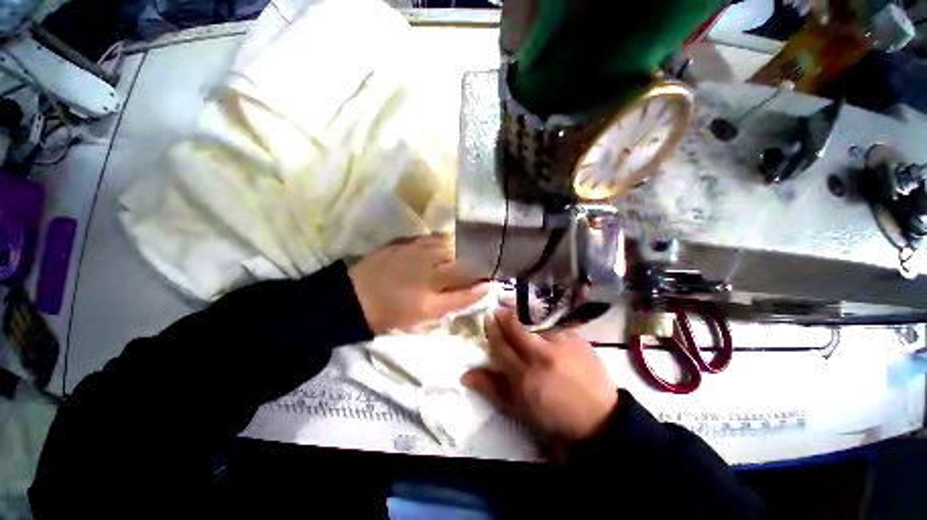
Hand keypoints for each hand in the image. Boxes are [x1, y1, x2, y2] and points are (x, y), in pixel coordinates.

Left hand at [348, 234, 488, 333]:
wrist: (352, 297)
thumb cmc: (385, 316)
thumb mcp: (416, 322)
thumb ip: (444, 308)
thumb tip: (465, 293)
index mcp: (428, 304)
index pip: (465, 295)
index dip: (481, 289)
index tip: (491, 283)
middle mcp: (426, 278)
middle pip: (462, 267)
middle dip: (479, 264)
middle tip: (487, 262)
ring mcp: (416, 257)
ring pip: (451, 248)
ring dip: (465, 249)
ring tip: (473, 249)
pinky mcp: (406, 244)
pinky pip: (434, 238)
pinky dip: (447, 240)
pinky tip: (451, 241)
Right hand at [462, 308, 617, 441]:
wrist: (598, 418)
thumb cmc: (553, 415)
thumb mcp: (519, 407)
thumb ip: (491, 388)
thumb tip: (465, 375)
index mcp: (524, 376)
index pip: (501, 345)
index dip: (492, 329)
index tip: (488, 318)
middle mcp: (541, 356)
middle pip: (516, 328)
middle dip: (504, 315)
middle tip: (499, 309)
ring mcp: (561, 344)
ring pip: (535, 321)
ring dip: (523, 313)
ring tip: (517, 309)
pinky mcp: (577, 338)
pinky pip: (555, 322)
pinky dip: (544, 319)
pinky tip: (541, 318)